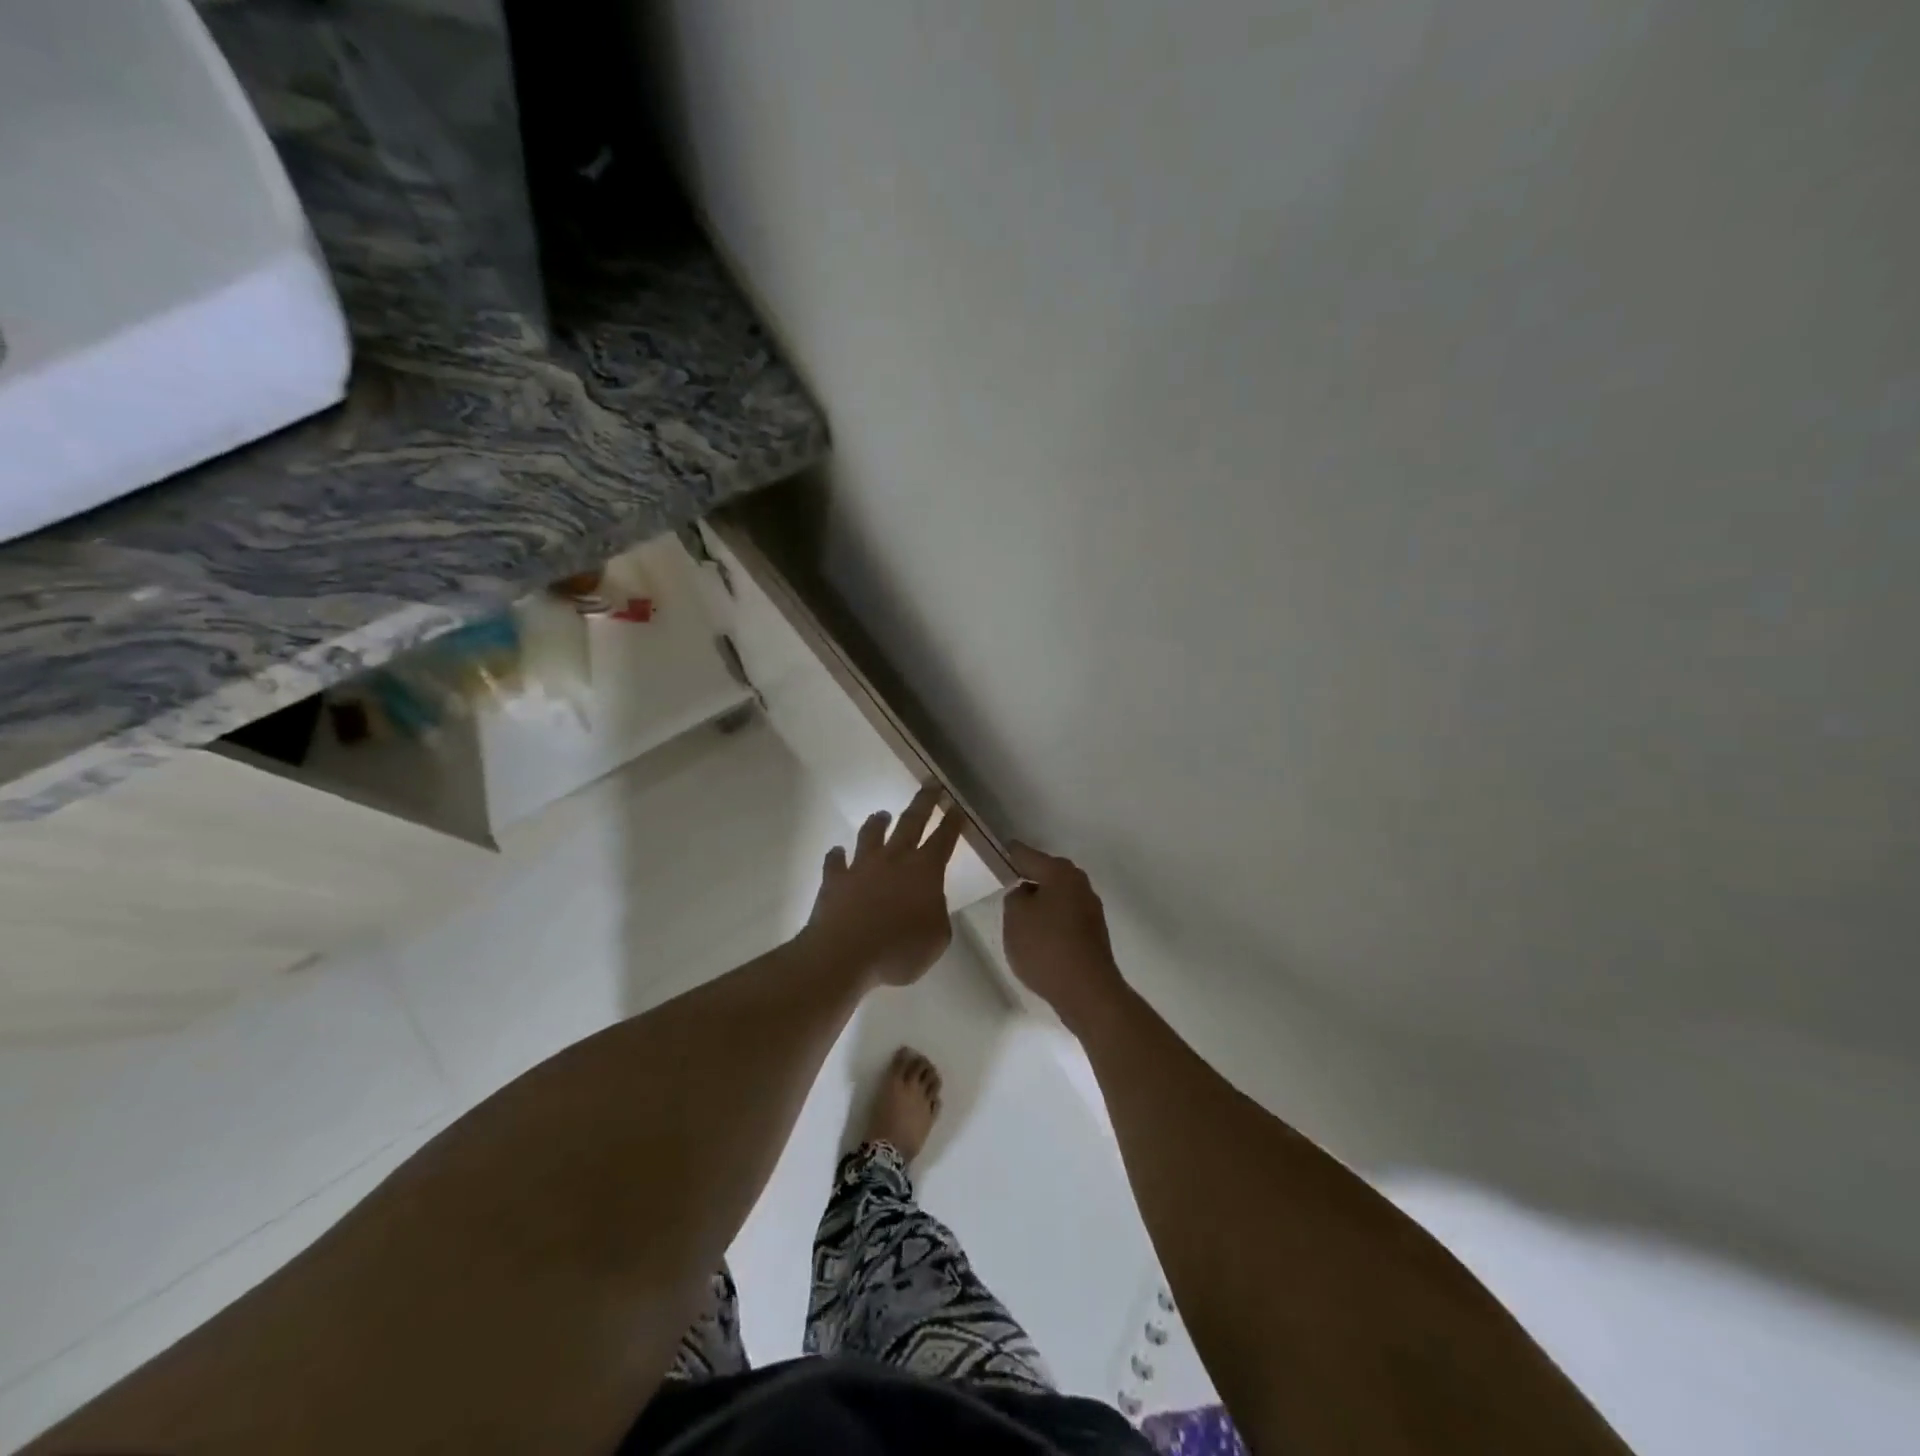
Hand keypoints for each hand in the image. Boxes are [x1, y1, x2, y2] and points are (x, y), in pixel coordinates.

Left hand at [805, 786, 964, 987]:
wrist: (844, 954)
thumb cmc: (899, 951)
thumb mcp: (937, 939)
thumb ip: (938, 914)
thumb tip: (930, 902)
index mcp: (925, 871)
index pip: (944, 839)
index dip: (952, 822)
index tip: (956, 805)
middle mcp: (894, 859)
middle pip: (911, 822)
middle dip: (924, 802)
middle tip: (930, 784)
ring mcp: (861, 866)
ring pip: (871, 834)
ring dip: (878, 822)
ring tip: (882, 814)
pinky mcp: (835, 879)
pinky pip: (835, 862)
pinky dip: (837, 856)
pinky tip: (837, 852)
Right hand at [1002, 843, 1126, 1030]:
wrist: (1087, 992)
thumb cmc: (1046, 947)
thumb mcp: (1015, 917)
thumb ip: (1015, 897)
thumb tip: (1026, 894)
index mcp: (1060, 873)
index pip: (1026, 855)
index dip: (1008, 854)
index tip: (995, 853)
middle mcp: (1080, 884)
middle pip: (1047, 874)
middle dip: (1027, 878)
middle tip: (1005, 885)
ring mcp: (1090, 910)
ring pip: (1057, 896)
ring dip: (1040, 902)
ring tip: (1018, 916)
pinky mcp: (1093, 934)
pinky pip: (1065, 918)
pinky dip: (1051, 921)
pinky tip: (1038, 937)